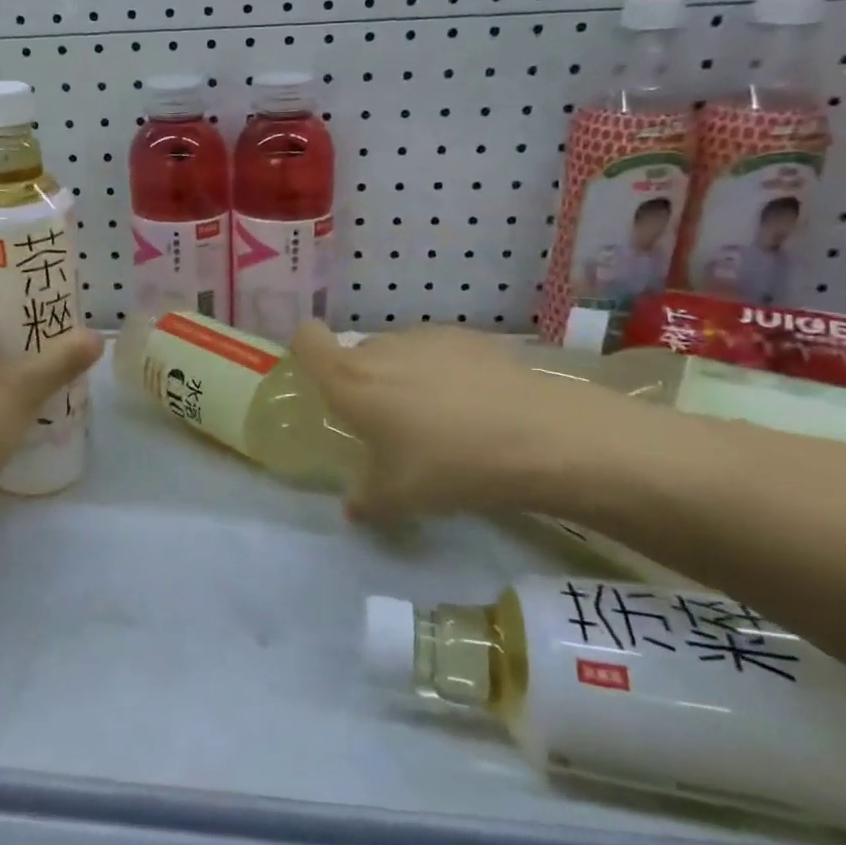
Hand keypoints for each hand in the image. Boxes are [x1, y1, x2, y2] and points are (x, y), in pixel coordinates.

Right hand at [289, 322, 667, 521]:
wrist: (540, 437)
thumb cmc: (449, 465)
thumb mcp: (399, 498)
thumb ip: (364, 500)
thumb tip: (353, 507)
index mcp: (350, 380)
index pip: (306, 339)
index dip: (305, 350)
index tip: (321, 380)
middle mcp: (381, 348)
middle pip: (355, 352)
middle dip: (363, 382)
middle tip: (387, 424)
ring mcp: (428, 337)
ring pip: (399, 352)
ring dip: (404, 377)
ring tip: (438, 419)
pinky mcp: (470, 337)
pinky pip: (439, 353)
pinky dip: (444, 373)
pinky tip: (475, 407)